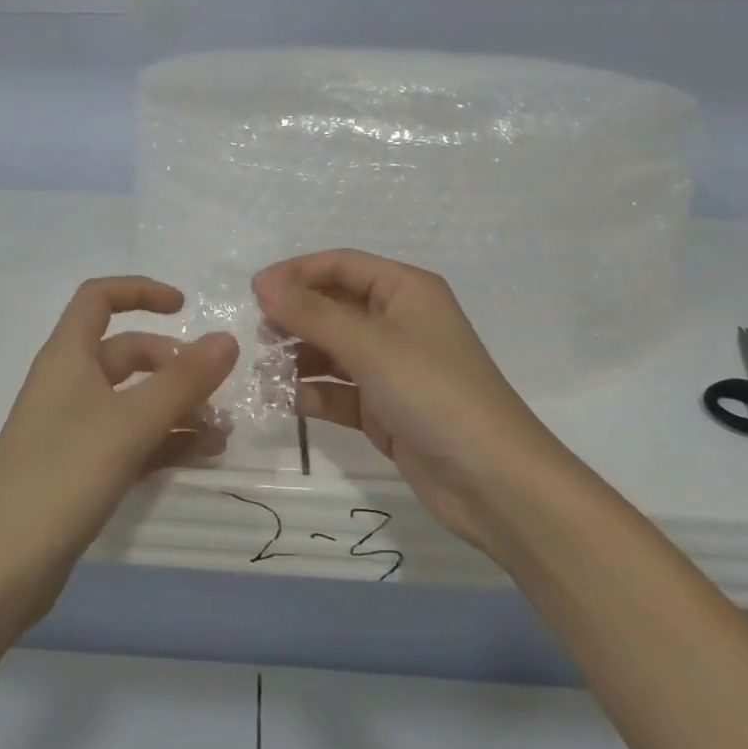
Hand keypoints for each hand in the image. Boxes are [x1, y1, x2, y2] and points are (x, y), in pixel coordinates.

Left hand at [0, 277, 237, 628]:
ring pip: (133, 401)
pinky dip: (163, 442)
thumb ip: (183, 381)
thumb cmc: (61, 477)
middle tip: (214, 391)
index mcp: (68, 356)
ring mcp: (72, 429)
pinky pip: (129, 439)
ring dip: (176, 409)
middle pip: (127, 353)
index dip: (140, 291)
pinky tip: (200, 457)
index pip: (99, 298)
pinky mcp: (78, 469)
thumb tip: (227, 339)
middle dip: (174, 366)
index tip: (184, 307)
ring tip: (221, 435)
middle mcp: (68, 384)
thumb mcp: (130, 423)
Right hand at [253, 250, 561, 554]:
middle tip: (258, 335)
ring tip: (266, 371)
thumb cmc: (432, 392)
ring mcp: (393, 367)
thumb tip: (263, 283)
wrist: (493, 482)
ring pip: (334, 349)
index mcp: (405, 290)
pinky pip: (341, 390)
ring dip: (300, 357)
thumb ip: (311, 313)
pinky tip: (289, 402)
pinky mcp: (386, 408)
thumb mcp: (369, 345)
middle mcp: (399, 321)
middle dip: (296, 316)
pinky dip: (316, 393)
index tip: (254, 292)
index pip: (341, 265)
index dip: (297, 273)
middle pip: (335, 305)